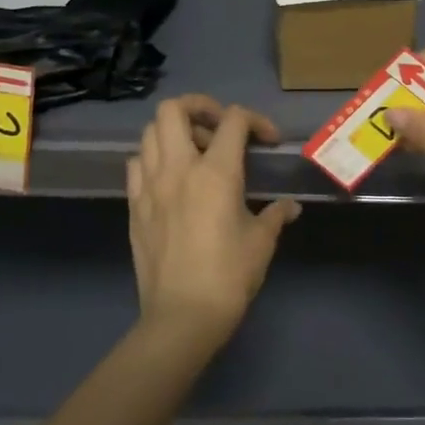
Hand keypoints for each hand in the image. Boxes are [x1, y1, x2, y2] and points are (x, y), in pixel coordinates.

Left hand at [126, 96, 301, 343]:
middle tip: (220, 128)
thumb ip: (276, 215)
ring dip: (174, 131)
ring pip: (149, 132)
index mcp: (216, 172)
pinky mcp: (134, 206)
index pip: (233, 120)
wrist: (182, 317)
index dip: (256, 120)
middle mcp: (178, 169)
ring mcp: (149, 186)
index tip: (268, 141)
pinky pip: (136, 165)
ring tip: (196, 152)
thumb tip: (290, 207)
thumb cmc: (229, 276)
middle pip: (174, 109)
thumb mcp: (262, 241)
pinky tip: (171, 179)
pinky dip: (153, 159)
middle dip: (200, 107)